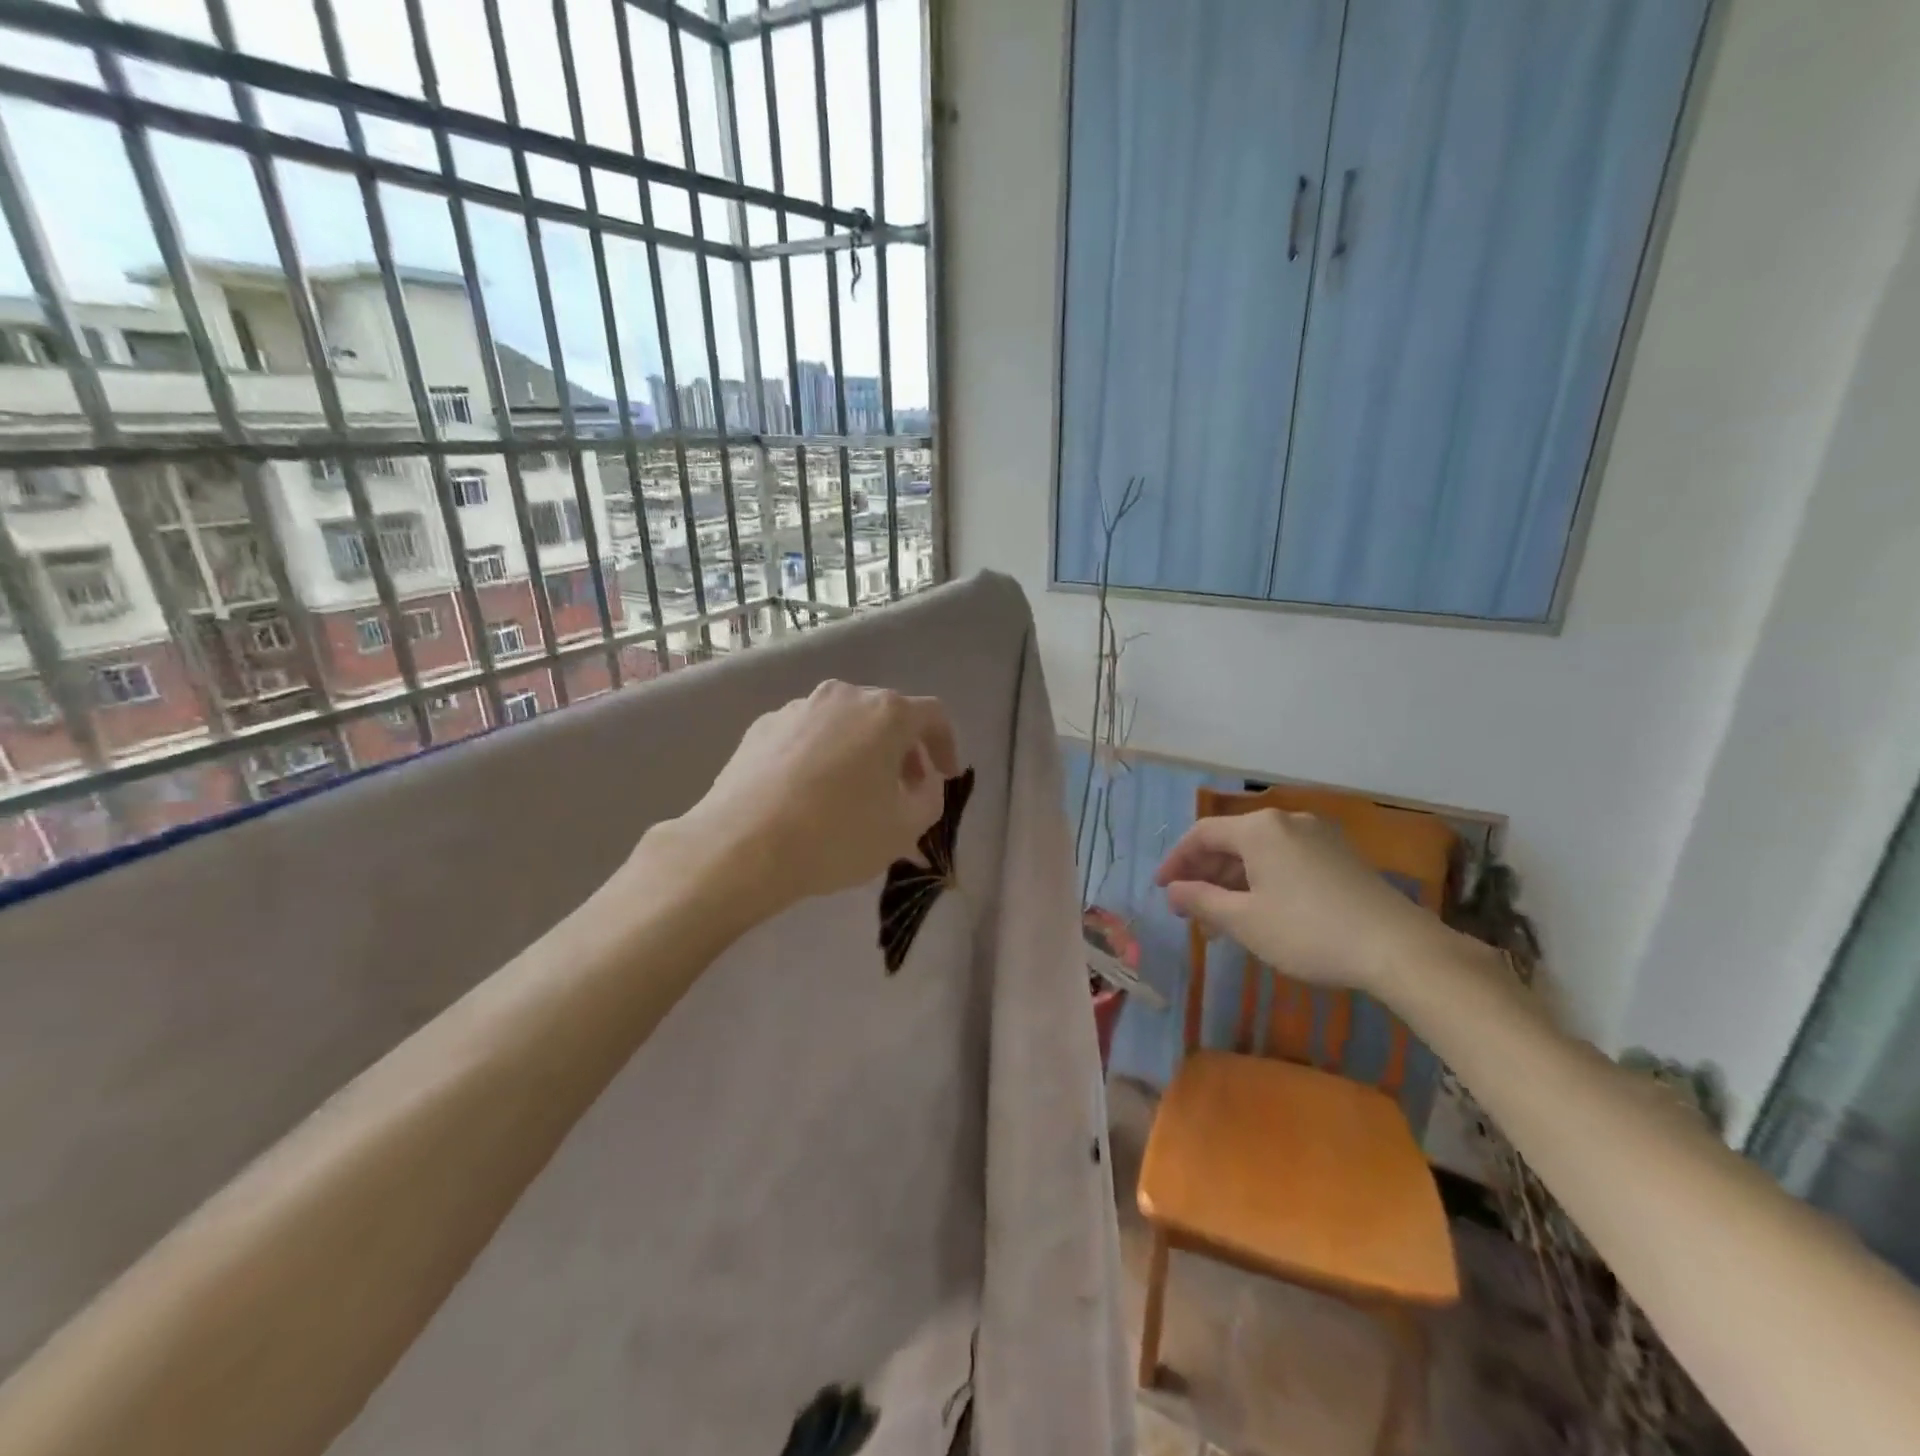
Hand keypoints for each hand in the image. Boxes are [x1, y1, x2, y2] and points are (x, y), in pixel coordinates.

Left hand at [660, 680, 959, 922]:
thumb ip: (929, 798)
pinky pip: (807, 735)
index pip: (933, 715)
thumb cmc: (836, 836)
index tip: (945, 776)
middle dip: (902, 750)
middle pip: (886, 715)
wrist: (740, 846)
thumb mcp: (904, 829)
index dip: (946, 745)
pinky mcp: (762, 726)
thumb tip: (922, 783)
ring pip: (844, 723)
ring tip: (853, 793)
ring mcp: (797, 708)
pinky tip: (809, 794)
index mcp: (886, 713)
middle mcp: (843, 696)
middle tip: (903, 789)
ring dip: (860, 751)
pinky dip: (821, 756)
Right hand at [1154, 809, 1456, 995]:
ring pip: (1260, 852)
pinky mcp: (1342, 856)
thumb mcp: (1244, 921)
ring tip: (1222, 918)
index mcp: (1260, 828)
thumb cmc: (1308, 931)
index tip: (1162, 890)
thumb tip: (1173, 891)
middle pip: (1232, 840)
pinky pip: (1287, 859)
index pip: (1202, 834)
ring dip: (1234, 880)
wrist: (1399, 948)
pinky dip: (1263, 880)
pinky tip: (1262, 911)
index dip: (1176, 861)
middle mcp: (1288, 820)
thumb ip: (1201, 901)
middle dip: (1205, 873)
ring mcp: (1319, 836)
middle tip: (1190, 908)